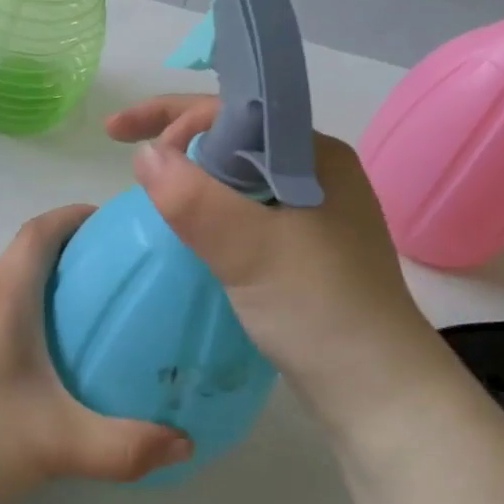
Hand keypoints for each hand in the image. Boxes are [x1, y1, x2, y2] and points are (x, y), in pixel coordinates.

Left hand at [0, 205, 192, 503]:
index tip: (116, 222)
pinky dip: (34, 306)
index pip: (39, 231)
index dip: (75, 216)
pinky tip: (56, 351)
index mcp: (4, 299)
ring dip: (52, 276)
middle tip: (122, 268)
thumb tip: (185, 443)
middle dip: (74, 246)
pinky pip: (2, 307)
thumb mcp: (58, 444)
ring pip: (13, 280)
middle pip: (28, 250)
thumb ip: (126, 446)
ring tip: (97, 305)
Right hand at [106, 95, 455, 434]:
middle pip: (230, 136)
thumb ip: (193, 199)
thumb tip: (144, 155)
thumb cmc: (319, 310)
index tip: (125, 140)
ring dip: (189, 174)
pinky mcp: (302, 248)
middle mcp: (314, 173)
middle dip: (175, 138)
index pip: (232, 110)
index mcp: (313, 155)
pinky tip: (184, 225)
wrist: (378, 393)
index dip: (173, 115)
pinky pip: (242, 210)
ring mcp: (311, 212)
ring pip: (234, 175)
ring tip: (147, 186)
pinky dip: (206, 208)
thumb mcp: (249, 250)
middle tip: (126, 154)